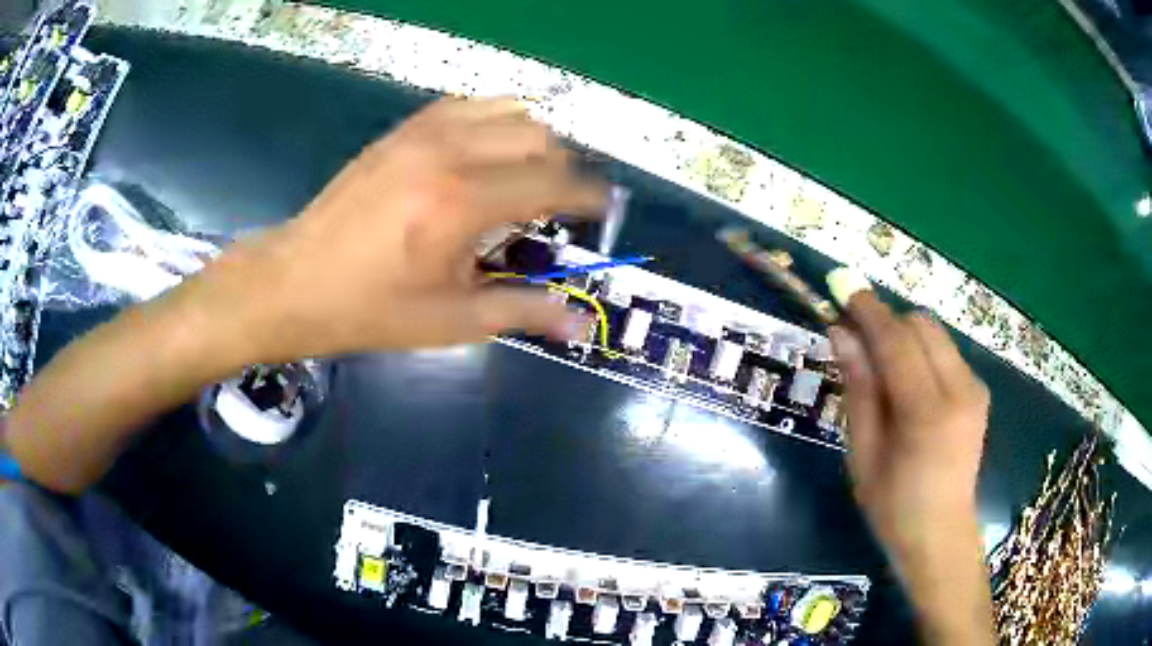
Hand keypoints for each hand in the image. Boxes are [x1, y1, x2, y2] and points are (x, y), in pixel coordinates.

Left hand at [187, 96, 605, 363]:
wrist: (295, 282)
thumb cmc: (371, 310)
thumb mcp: (450, 321)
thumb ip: (522, 311)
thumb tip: (576, 322)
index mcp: (464, 203)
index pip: (554, 182)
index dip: (589, 197)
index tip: (602, 211)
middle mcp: (451, 152)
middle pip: (540, 137)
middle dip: (562, 170)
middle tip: (555, 208)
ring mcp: (423, 133)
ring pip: (509, 111)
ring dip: (531, 141)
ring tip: (522, 178)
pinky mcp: (403, 130)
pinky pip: (469, 104)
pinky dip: (493, 122)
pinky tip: (483, 153)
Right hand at [829, 291, 989, 555]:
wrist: (941, 535)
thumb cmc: (892, 506)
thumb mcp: (863, 454)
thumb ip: (858, 389)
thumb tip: (841, 333)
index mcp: (927, 413)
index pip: (897, 341)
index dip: (870, 312)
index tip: (844, 291)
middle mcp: (959, 390)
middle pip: (921, 325)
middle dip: (888, 323)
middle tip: (859, 343)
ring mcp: (975, 388)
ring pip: (935, 333)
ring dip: (905, 336)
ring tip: (883, 368)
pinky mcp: (979, 391)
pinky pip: (946, 352)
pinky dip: (922, 353)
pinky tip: (910, 386)